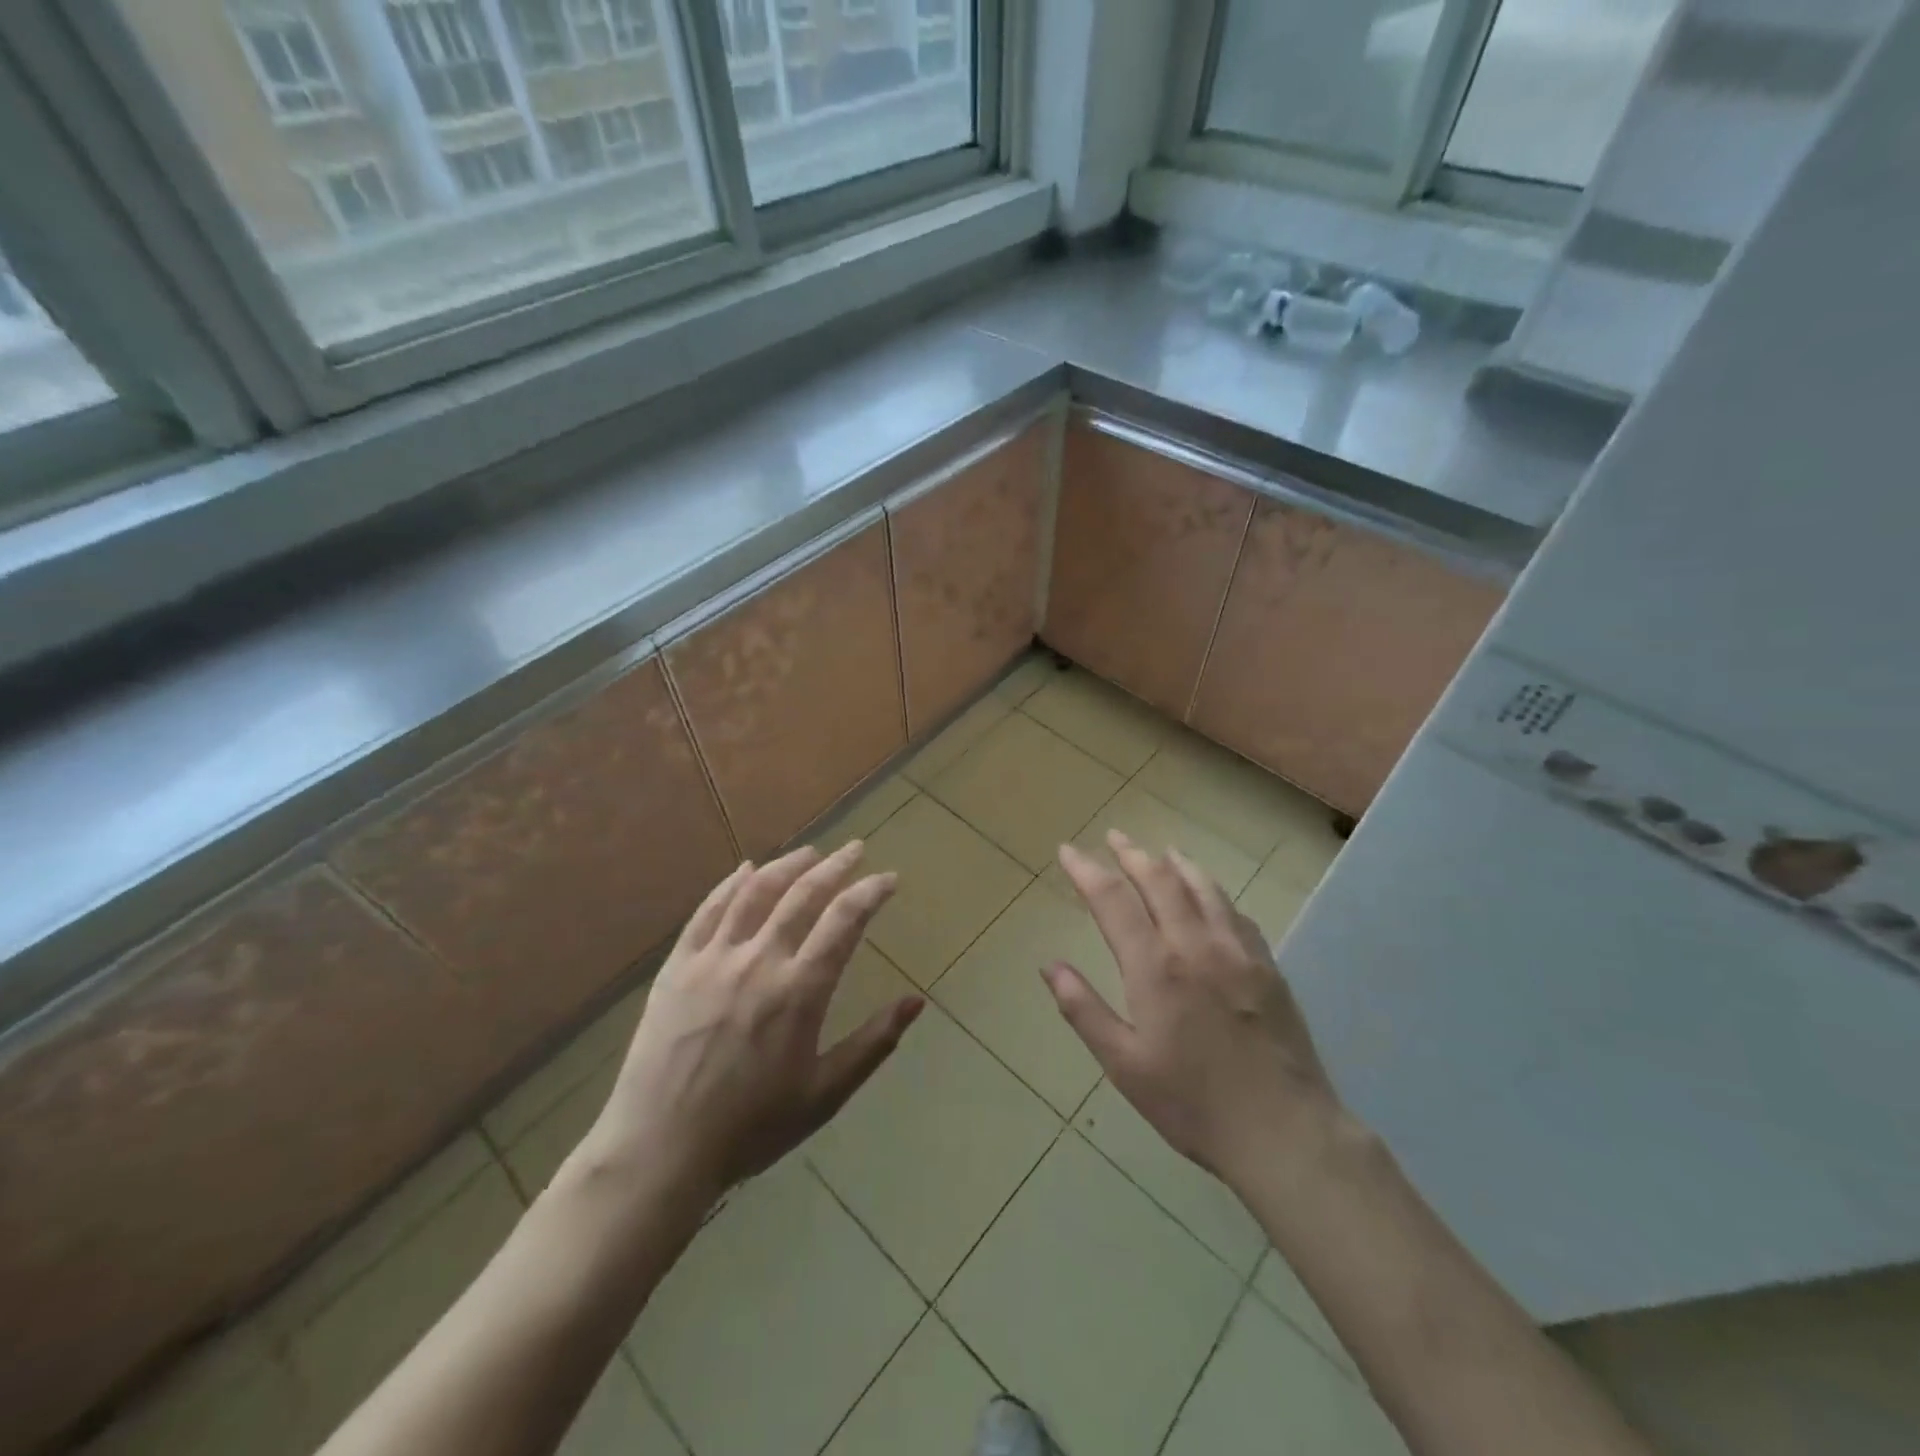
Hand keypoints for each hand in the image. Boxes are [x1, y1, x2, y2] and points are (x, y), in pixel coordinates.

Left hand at [581, 843, 921, 1207]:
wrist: (660, 1150)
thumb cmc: (751, 1128)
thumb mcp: (825, 1094)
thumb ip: (874, 1043)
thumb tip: (917, 1001)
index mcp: (799, 991)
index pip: (844, 920)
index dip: (871, 892)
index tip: (889, 878)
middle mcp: (759, 961)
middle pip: (803, 894)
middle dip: (836, 865)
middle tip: (855, 848)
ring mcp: (713, 959)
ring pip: (755, 892)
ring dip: (787, 865)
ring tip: (810, 852)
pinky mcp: (677, 966)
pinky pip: (708, 911)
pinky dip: (731, 885)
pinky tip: (745, 871)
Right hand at [1045, 831, 1341, 1193]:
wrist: (1285, 1131)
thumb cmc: (1193, 1104)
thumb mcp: (1124, 1065)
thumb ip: (1084, 1010)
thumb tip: (1049, 965)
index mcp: (1155, 967)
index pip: (1112, 900)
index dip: (1086, 870)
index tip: (1068, 850)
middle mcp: (1195, 944)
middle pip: (1159, 880)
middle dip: (1131, 854)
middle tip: (1114, 837)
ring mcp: (1237, 951)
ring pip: (1203, 887)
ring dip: (1176, 863)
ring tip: (1161, 851)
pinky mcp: (1267, 965)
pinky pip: (1235, 912)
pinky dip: (1214, 892)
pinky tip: (1210, 895)